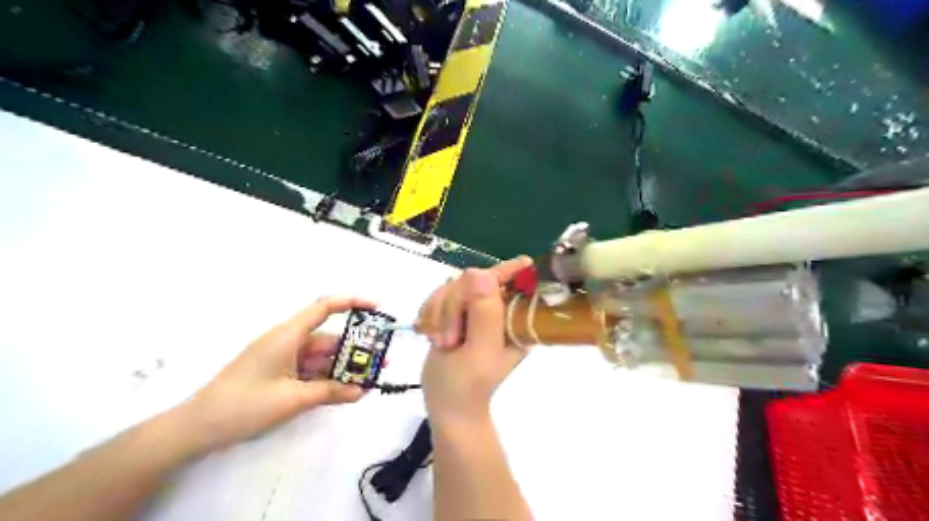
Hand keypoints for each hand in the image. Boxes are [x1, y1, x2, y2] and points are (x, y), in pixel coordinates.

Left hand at [177, 298, 372, 451]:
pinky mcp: (277, 373)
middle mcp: (287, 341)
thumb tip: (362, 390)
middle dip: (354, 349)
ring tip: (367, 380)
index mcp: (288, 335)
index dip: (352, 302)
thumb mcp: (293, 399)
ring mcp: (282, 358)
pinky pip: (309, 370)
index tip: (377, 309)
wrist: (197, 428)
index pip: (325, 307)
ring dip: (341, 368)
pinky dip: (326, 379)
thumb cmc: (245, 404)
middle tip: (380, 362)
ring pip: (320, 357)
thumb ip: (331, 393)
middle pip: (328, 338)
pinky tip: (343, 391)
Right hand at [420, 256, 529, 426]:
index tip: (505, 266)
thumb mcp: (479, 352)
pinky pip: (438, 296)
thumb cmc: (466, 386)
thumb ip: (484, 314)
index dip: (504, 271)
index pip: (511, 283)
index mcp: (514, 319)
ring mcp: (476, 310)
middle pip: (472, 281)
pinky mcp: (456, 312)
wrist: (446, 405)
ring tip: (439, 341)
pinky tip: (428, 332)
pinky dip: (429, 312)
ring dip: (438, 312)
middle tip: (448, 338)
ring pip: (452, 287)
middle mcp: (498, 310)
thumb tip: (483, 273)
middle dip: (452, 306)